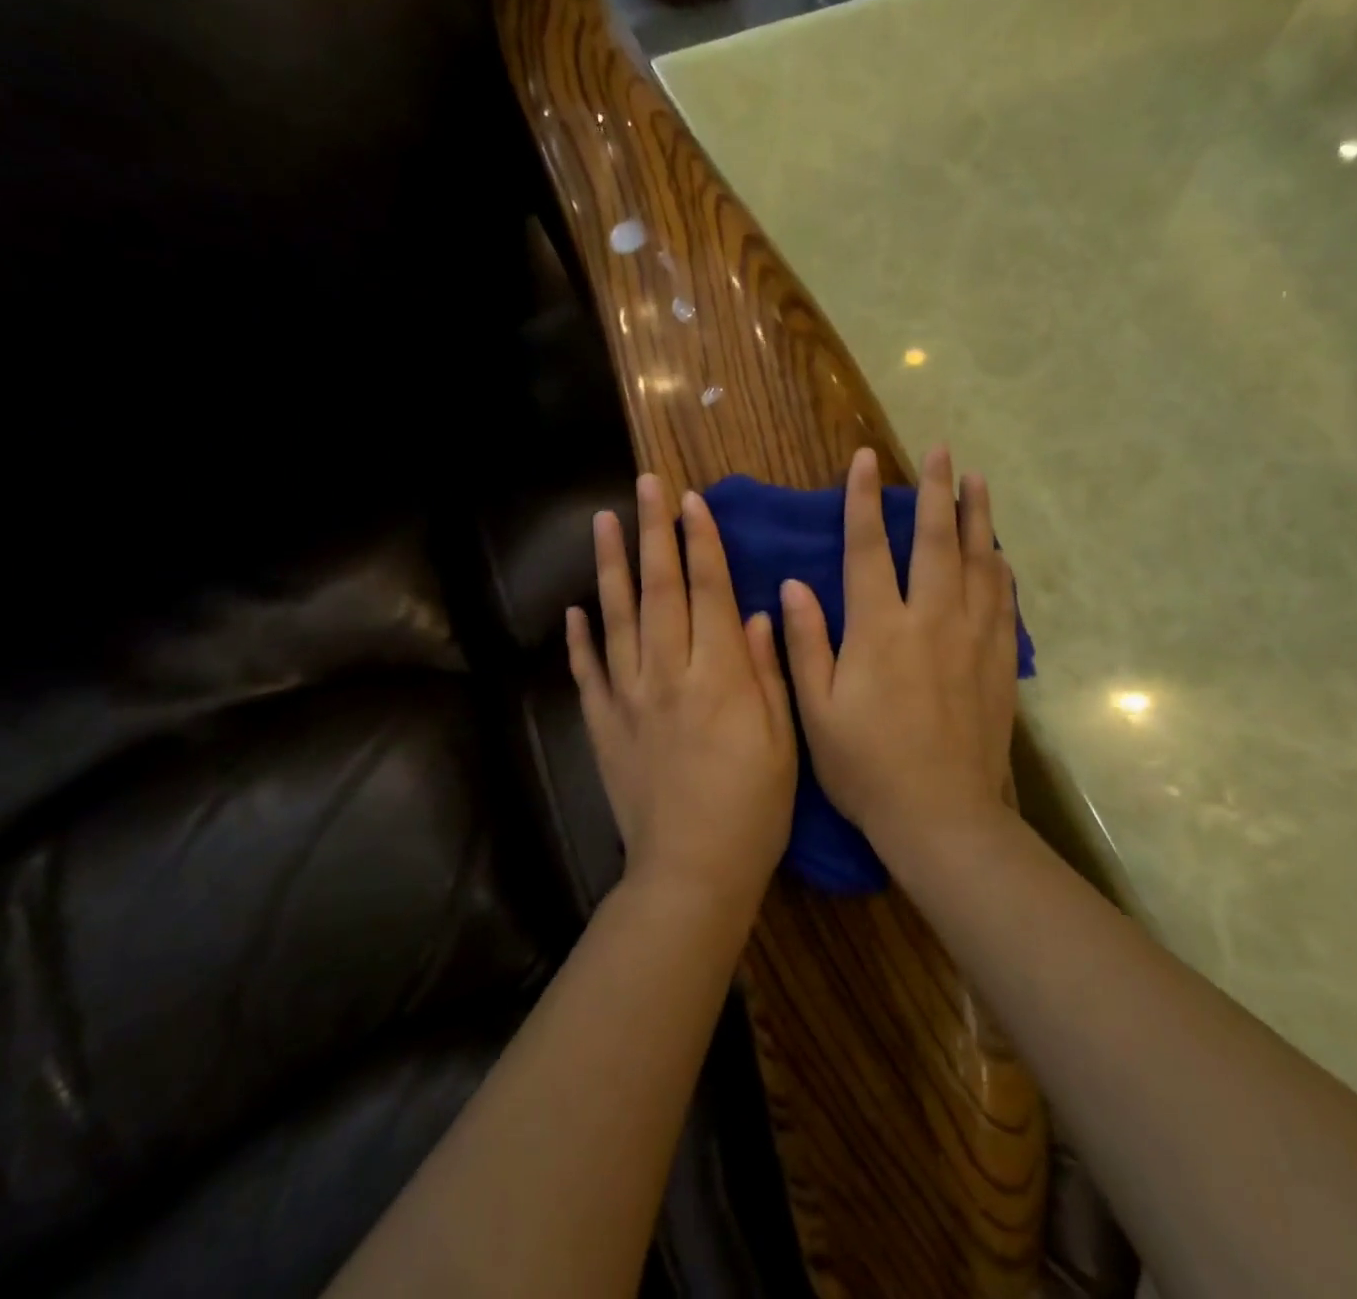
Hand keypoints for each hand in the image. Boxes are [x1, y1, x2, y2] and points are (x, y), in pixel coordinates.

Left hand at [566, 474, 796, 911]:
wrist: (692, 871)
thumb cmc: (753, 809)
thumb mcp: (781, 741)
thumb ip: (768, 672)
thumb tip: (759, 612)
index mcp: (719, 676)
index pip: (708, 593)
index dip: (701, 544)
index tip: (692, 501)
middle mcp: (668, 675)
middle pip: (658, 590)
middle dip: (653, 533)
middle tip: (644, 485)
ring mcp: (628, 699)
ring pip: (617, 619)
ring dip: (610, 567)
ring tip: (603, 522)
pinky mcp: (603, 726)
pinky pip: (587, 673)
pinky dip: (579, 638)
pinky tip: (574, 609)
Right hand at [781, 446, 1019, 860]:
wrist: (941, 815)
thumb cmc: (866, 766)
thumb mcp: (816, 710)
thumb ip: (806, 643)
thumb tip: (793, 585)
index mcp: (879, 628)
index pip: (868, 547)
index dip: (863, 500)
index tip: (866, 460)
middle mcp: (930, 619)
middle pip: (936, 540)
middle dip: (937, 490)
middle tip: (943, 451)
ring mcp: (971, 638)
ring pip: (979, 561)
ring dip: (978, 517)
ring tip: (978, 480)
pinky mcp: (997, 662)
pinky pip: (1003, 600)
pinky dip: (1001, 568)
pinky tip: (1000, 552)